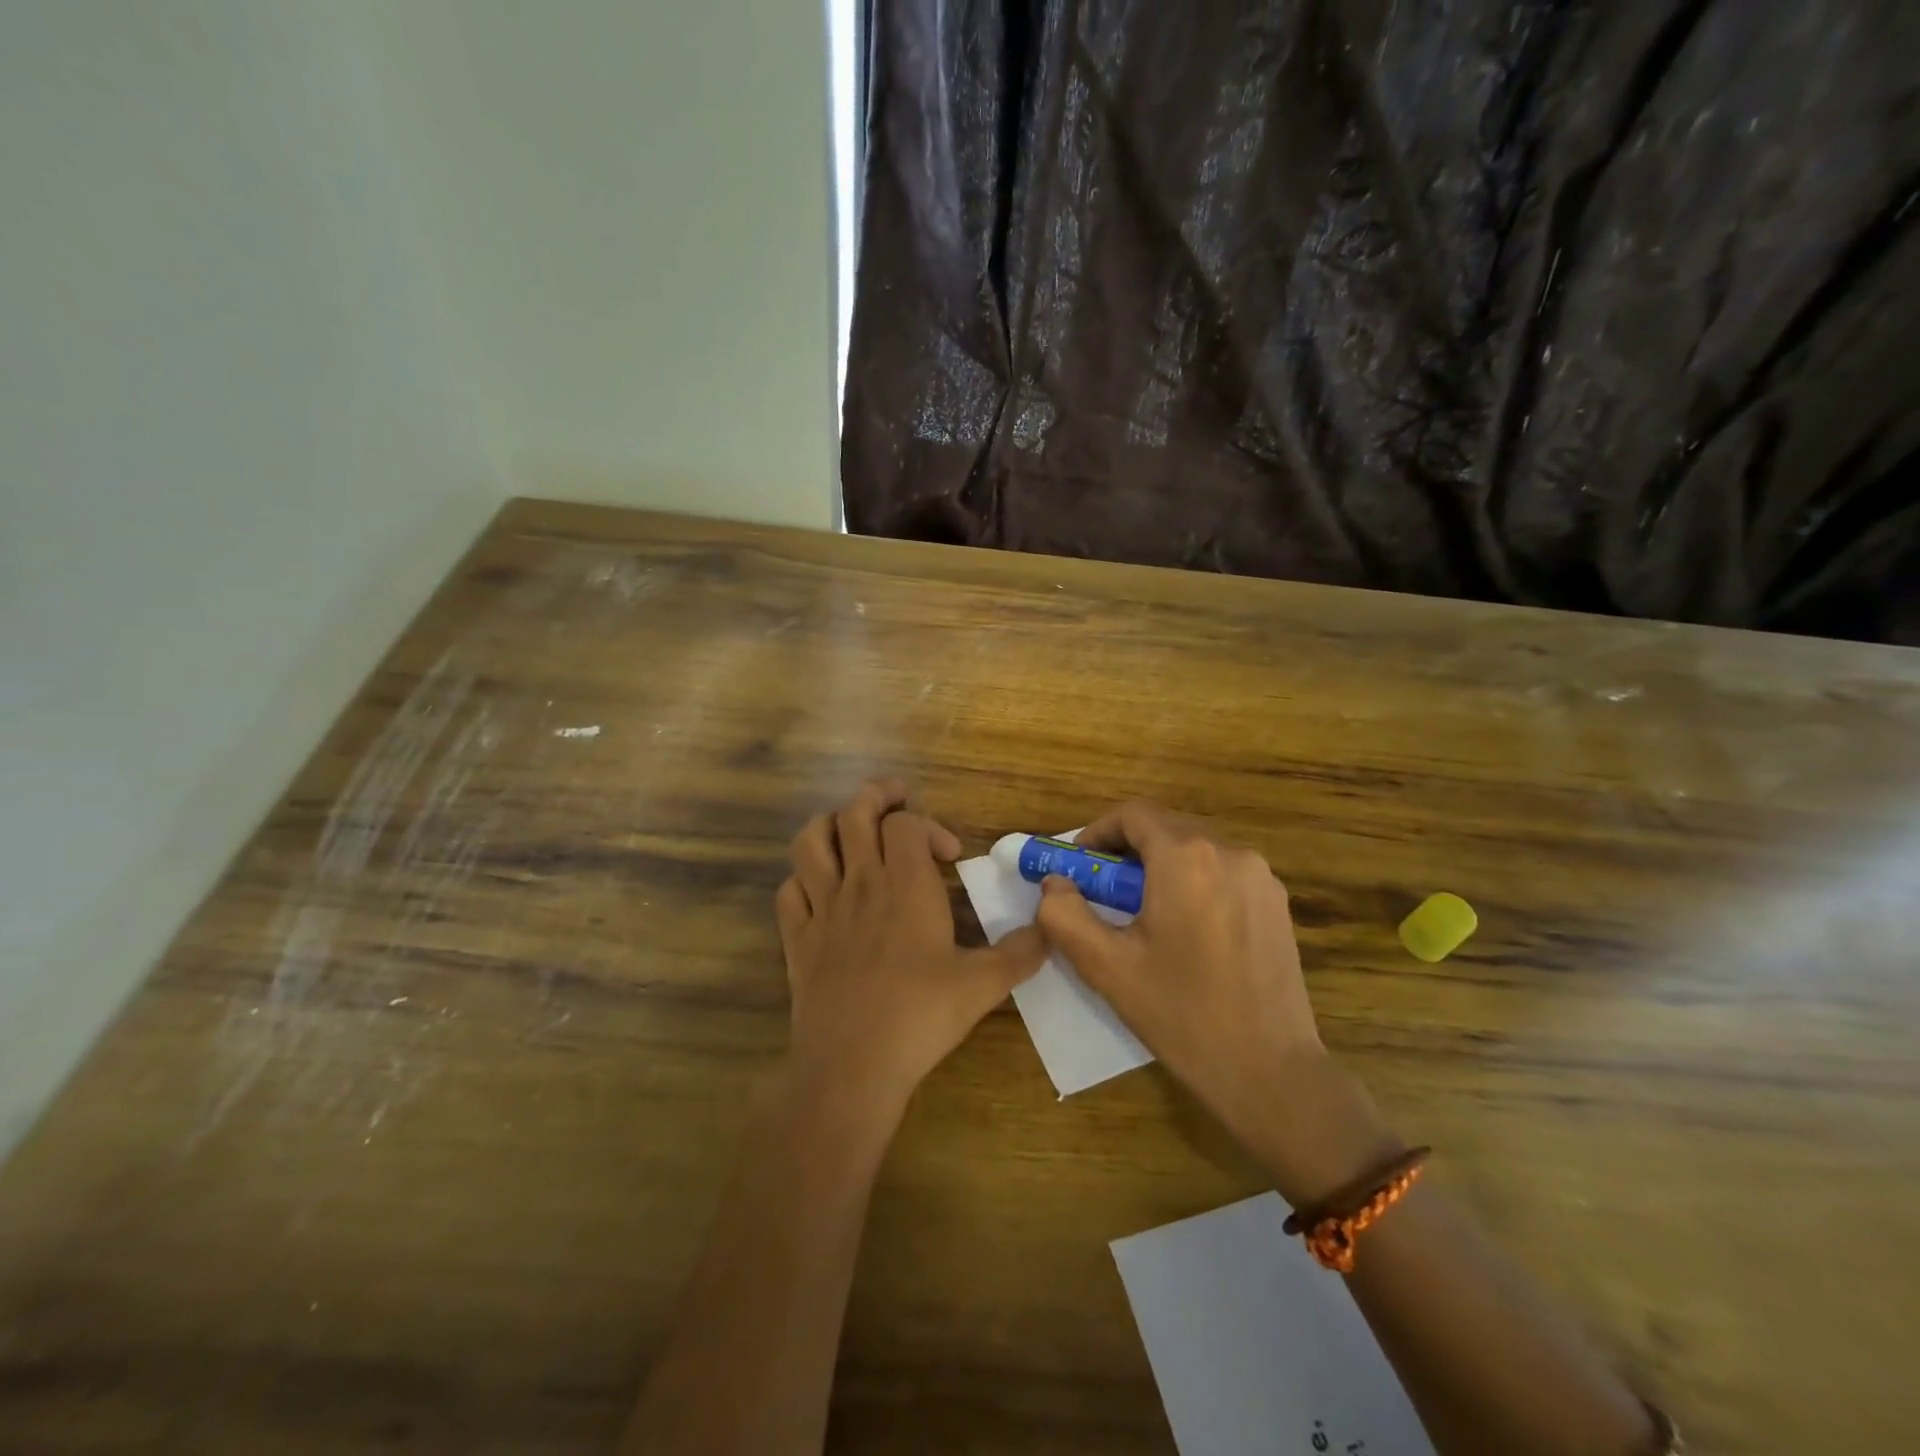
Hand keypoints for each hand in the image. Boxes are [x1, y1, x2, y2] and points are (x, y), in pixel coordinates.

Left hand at [776, 779, 1046, 1117]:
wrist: (852, 1065)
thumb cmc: (920, 1016)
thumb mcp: (983, 985)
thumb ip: (1021, 953)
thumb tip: (1049, 930)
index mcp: (905, 885)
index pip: (906, 823)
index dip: (929, 825)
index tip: (949, 855)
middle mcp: (860, 883)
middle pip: (854, 812)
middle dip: (877, 796)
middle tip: (897, 800)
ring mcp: (821, 908)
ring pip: (810, 840)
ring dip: (831, 824)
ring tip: (852, 831)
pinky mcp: (797, 937)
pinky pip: (790, 889)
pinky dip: (804, 878)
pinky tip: (822, 890)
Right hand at [1033, 801, 1398, 1205]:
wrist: (1270, 1071)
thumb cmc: (1181, 1014)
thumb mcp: (1106, 966)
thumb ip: (1065, 915)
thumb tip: (1055, 884)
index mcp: (1186, 858)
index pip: (1132, 814)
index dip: (1097, 834)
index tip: (1078, 868)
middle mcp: (1230, 852)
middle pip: (1164, 828)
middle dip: (1126, 852)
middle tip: (1102, 895)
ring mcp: (1261, 876)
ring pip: (1195, 850)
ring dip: (1160, 868)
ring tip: (1142, 918)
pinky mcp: (1277, 903)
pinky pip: (1222, 873)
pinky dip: (1193, 884)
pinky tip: (1185, 932)